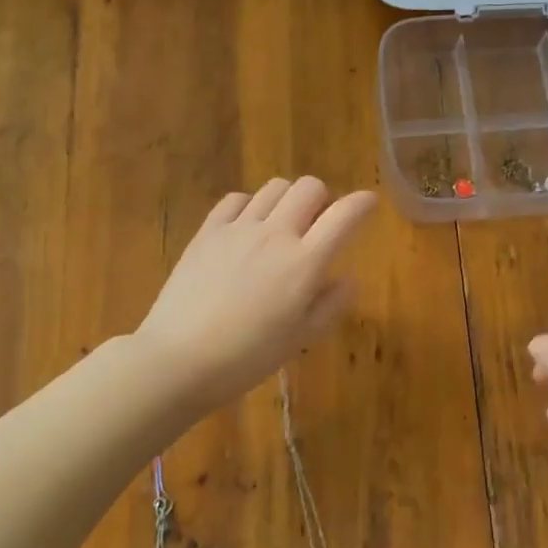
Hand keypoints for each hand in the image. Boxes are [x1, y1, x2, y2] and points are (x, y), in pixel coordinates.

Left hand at [136, 178, 377, 405]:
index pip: (344, 215)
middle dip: (324, 198)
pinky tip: (248, 227)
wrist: (177, 360)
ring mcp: (238, 228)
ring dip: (289, 199)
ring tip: (283, 224)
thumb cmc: (247, 357)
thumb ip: (331, 304)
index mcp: (304, 262)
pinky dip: (251, 204)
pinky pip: (236, 198)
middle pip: (310, 187)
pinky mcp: (208, 231)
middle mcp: (275, 234)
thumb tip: (348, 279)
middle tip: (319, 223)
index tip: (369, 203)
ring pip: (275, 186)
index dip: (363, 203)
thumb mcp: (301, 339)